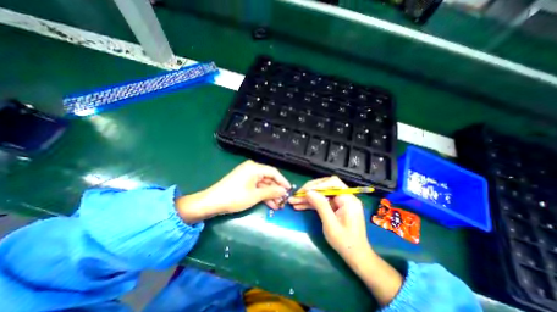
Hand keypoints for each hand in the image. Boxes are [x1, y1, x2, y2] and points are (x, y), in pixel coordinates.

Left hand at [177, 161, 291, 221]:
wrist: (211, 203)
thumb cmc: (235, 197)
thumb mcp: (255, 195)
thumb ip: (271, 191)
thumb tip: (284, 191)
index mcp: (254, 168)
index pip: (273, 172)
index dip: (282, 181)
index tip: (289, 190)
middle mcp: (252, 169)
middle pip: (268, 178)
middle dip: (276, 190)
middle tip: (283, 201)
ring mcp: (247, 176)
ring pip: (263, 184)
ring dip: (270, 194)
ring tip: (278, 206)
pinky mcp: (244, 182)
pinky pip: (257, 187)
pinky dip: (263, 195)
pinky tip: (270, 204)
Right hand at [287, 176, 367, 261]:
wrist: (356, 256)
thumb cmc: (345, 242)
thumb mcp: (331, 225)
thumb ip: (321, 206)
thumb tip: (309, 192)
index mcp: (348, 200)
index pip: (333, 183)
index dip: (318, 185)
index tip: (305, 191)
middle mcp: (344, 197)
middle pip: (325, 187)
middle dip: (310, 190)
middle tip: (296, 195)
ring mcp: (339, 202)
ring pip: (321, 195)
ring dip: (307, 197)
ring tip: (293, 201)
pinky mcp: (334, 207)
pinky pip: (321, 202)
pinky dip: (311, 204)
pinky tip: (299, 206)